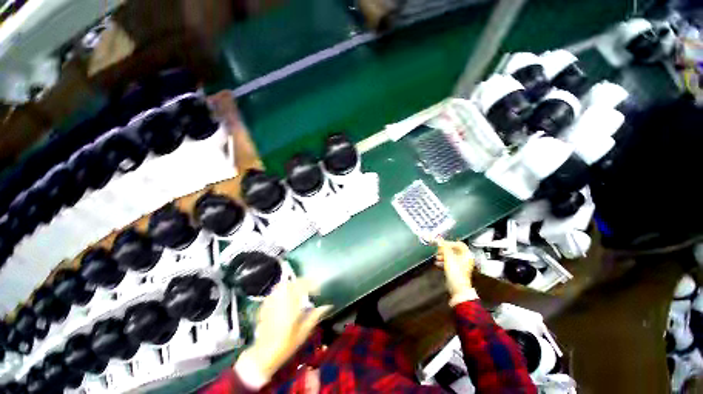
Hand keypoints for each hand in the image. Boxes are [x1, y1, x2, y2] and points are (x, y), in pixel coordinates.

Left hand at [238, 279, 331, 382]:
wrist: (263, 355)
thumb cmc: (286, 344)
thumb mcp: (304, 332)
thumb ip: (315, 316)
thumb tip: (327, 305)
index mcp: (291, 304)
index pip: (302, 285)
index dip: (312, 283)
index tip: (318, 288)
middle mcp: (281, 299)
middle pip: (292, 283)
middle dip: (302, 282)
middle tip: (310, 287)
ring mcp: (271, 301)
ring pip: (283, 285)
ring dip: (292, 284)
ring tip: (299, 289)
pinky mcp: (265, 305)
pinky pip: (275, 292)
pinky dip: (282, 290)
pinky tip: (286, 297)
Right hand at [436, 239, 474, 297]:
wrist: (458, 288)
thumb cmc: (456, 273)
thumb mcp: (448, 257)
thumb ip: (443, 247)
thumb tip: (439, 239)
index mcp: (467, 255)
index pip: (459, 244)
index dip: (449, 243)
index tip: (442, 244)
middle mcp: (465, 259)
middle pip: (454, 250)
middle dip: (444, 250)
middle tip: (438, 250)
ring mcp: (461, 266)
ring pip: (451, 256)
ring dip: (443, 255)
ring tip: (436, 257)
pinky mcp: (456, 271)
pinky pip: (449, 263)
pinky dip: (443, 261)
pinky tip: (437, 263)